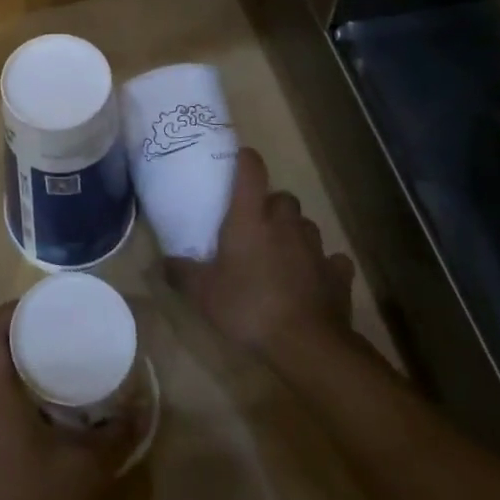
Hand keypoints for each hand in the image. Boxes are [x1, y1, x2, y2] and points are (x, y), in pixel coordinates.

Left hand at [0, 302, 138, 499]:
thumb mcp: (89, 470)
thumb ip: (117, 433)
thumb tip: (143, 405)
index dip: (11, 308)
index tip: (46, 303)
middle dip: (25, 332)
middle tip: (65, 327)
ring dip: (26, 364)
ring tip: (67, 359)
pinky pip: (3, 407)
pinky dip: (27, 395)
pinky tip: (60, 409)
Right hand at [166, 147, 355, 357]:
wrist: (306, 343)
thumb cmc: (248, 306)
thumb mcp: (203, 293)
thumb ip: (181, 273)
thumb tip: (162, 262)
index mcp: (250, 219)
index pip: (251, 172)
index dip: (246, 159)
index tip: (240, 157)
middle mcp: (285, 224)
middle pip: (283, 198)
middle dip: (272, 205)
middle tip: (257, 223)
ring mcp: (316, 247)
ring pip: (307, 225)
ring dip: (295, 232)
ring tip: (282, 252)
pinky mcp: (337, 274)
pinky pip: (332, 259)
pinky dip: (324, 264)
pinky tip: (314, 277)